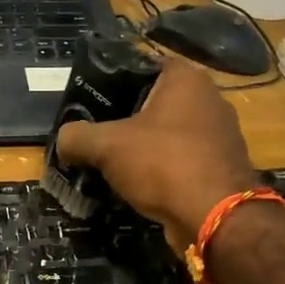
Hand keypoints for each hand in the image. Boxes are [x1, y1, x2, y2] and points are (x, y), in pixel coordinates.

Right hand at [53, 62, 261, 250]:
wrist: (215, 217)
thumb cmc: (163, 164)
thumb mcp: (107, 146)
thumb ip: (77, 136)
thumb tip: (63, 140)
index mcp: (186, 79)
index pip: (142, 66)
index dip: (112, 80)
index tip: (88, 101)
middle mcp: (209, 99)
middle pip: (154, 101)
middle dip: (124, 117)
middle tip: (94, 133)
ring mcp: (220, 135)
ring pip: (168, 133)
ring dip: (142, 147)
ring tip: (110, 162)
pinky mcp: (220, 167)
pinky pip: (181, 159)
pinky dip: (160, 169)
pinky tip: (137, 184)